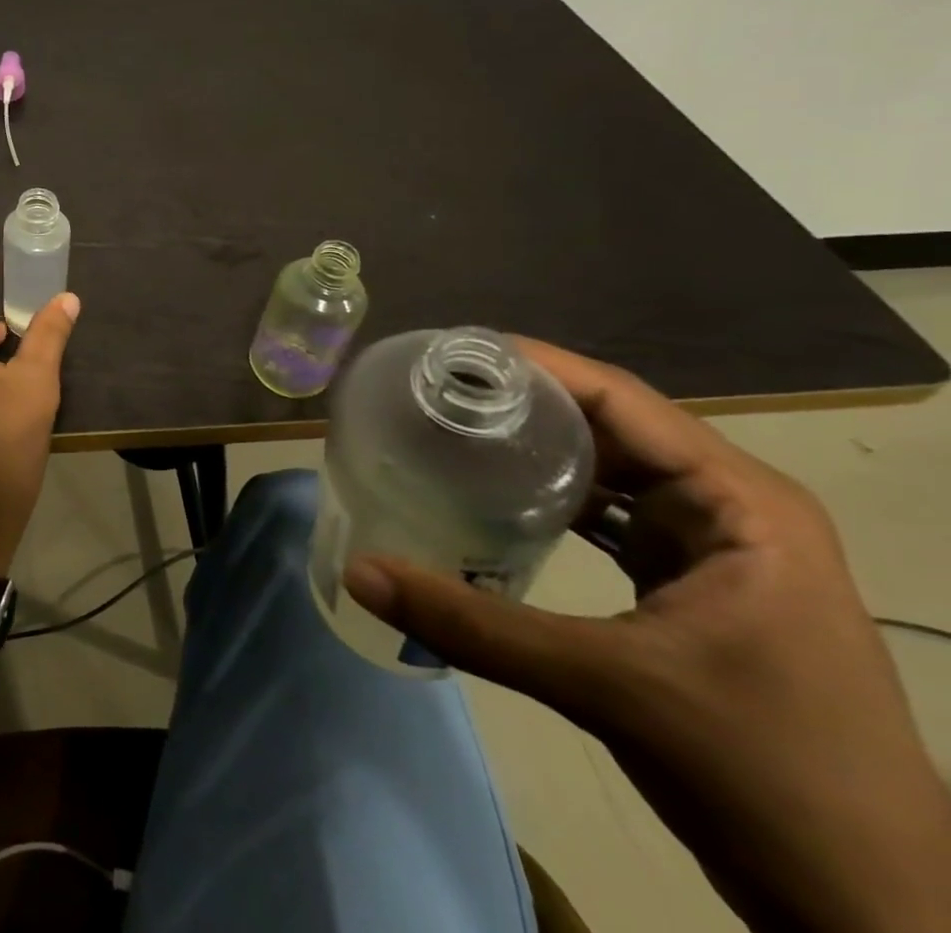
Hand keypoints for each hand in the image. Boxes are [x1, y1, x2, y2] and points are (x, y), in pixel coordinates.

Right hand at [344, 341, 950, 932]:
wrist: (871, 910)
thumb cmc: (764, 775)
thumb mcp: (609, 687)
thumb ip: (474, 626)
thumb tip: (360, 573)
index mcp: (739, 503)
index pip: (619, 399)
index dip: (531, 366)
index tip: (446, 355)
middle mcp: (730, 507)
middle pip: (608, 426)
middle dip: (519, 404)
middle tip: (427, 392)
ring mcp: (714, 548)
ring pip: (608, 470)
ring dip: (532, 450)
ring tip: (446, 430)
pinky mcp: (691, 586)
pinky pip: (608, 517)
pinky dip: (550, 499)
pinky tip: (491, 499)